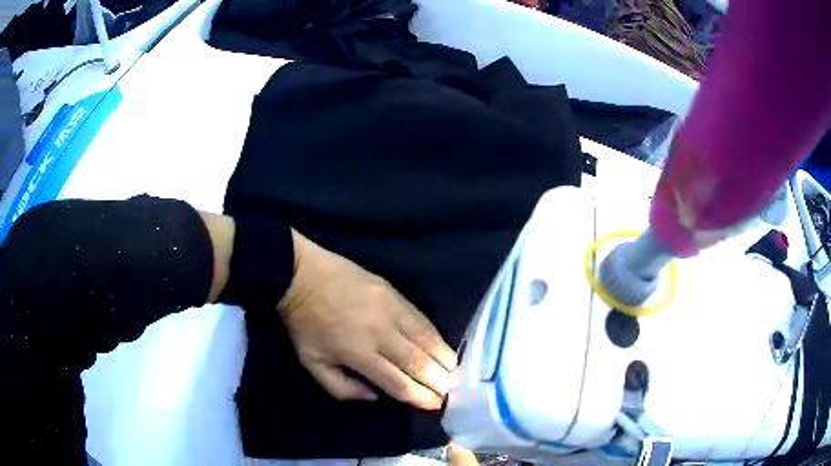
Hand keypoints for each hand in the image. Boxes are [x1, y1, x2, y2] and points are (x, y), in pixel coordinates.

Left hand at [279, 230, 456, 409]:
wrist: (300, 274)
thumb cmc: (304, 324)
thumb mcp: (312, 363)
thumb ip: (342, 388)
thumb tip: (376, 396)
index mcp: (358, 353)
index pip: (398, 382)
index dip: (420, 396)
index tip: (436, 405)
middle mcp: (380, 332)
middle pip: (418, 362)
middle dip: (439, 381)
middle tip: (452, 392)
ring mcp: (390, 308)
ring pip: (426, 338)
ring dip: (443, 358)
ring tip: (455, 372)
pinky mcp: (393, 291)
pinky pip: (422, 318)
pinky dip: (435, 335)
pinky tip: (442, 345)